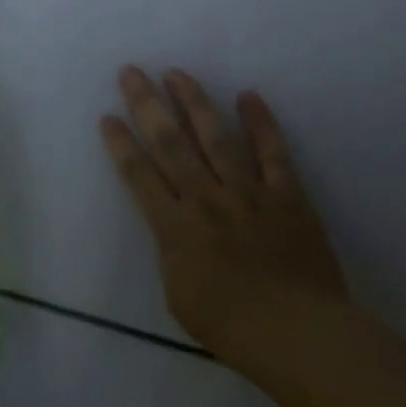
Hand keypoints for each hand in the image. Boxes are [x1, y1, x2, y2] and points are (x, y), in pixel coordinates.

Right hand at [101, 66, 347, 363]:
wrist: (297, 334)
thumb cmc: (230, 326)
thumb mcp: (178, 296)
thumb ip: (172, 252)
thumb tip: (175, 227)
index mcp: (175, 227)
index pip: (139, 175)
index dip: (121, 144)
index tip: (108, 117)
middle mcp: (205, 199)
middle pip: (170, 143)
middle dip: (147, 105)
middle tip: (131, 73)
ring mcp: (248, 193)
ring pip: (215, 137)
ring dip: (194, 102)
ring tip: (177, 73)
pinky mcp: (286, 195)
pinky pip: (272, 152)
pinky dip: (261, 122)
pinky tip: (248, 96)